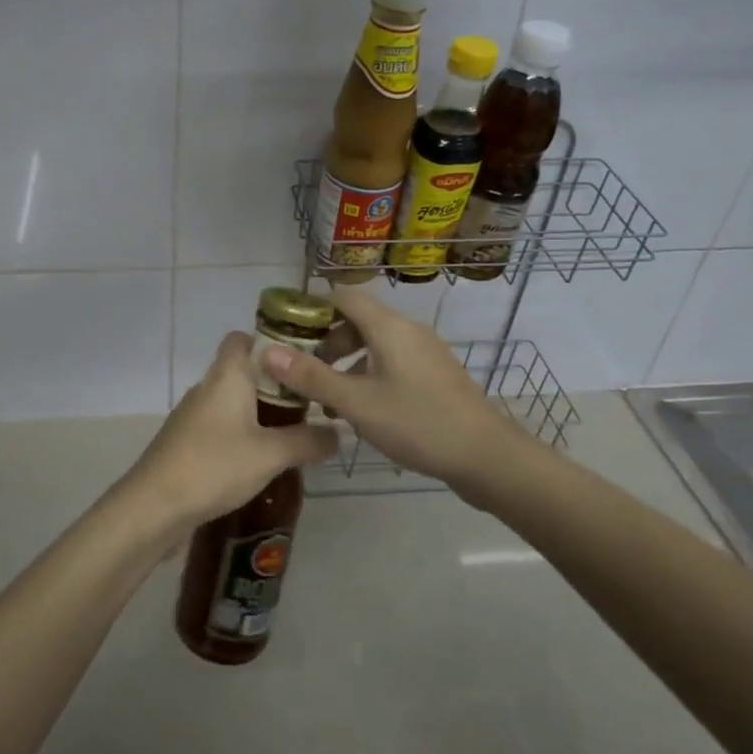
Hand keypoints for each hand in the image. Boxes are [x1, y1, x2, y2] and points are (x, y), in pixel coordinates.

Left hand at [126, 332, 336, 535]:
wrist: (154, 505)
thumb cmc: (215, 465)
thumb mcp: (271, 455)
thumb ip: (307, 441)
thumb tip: (338, 433)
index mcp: (227, 375)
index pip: (242, 338)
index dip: (269, 343)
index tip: (301, 362)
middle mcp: (207, 386)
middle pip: (242, 370)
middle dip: (274, 384)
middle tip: (308, 404)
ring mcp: (192, 414)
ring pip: (231, 400)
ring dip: (258, 412)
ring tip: (291, 433)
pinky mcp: (185, 440)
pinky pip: (220, 425)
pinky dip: (240, 433)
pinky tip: (259, 460)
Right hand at [259, 287, 536, 499]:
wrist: (487, 456)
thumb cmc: (417, 423)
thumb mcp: (356, 403)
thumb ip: (311, 377)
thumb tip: (266, 351)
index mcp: (389, 327)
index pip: (344, 297)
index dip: (313, 308)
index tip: (287, 332)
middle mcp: (408, 330)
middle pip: (358, 320)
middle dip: (326, 342)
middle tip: (303, 372)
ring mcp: (426, 353)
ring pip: (375, 344)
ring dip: (347, 363)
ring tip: (326, 399)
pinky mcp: (435, 375)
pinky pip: (393, 362)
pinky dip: (369, 375)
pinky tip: (361, 410)